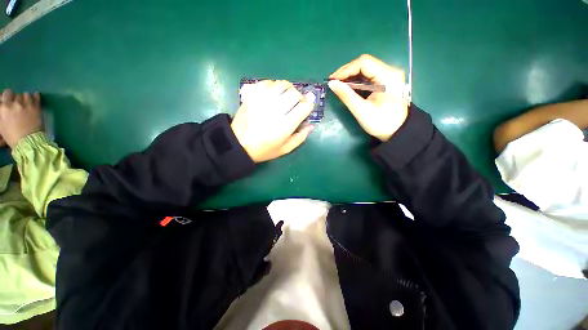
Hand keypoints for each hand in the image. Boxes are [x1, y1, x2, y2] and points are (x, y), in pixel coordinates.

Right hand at [0, 90, 42, 147]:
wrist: (28, 141)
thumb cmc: (12, 136)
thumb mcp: (2, 126)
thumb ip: (2, 114)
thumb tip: (3, 110)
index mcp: (4, 108)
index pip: (4, 95)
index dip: (6, 97)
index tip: (7, 100)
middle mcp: (14, 103)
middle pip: (14, 94)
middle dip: (15, 97)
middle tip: (17, 102)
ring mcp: (26, 104)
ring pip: (25, 94)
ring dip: (25, 97)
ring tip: (25, 102)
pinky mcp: (36, 107)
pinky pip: (36, 97)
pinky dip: (35, 96)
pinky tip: (35, 96)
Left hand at [231, 80, 315, 162]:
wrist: (238, 144)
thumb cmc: (264, 149)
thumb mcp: (285, 149)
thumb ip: (300, 137)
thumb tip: (311, 125)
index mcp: (285, 125)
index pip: (303, 107)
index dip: (309, 104)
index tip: (308, 106)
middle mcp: (275, 110)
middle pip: (294, 93)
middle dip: (300, 97)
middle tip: (297, 103)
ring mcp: (262, 101)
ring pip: (281, 84)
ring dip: (288, 88)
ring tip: (286, 96)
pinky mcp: (251, 96)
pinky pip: (266, 82)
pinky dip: (273, 85)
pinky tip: (274, 92)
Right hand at [328, 54, 408, 140]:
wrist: (397, 131)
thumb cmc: (381, 123)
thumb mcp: (361, 110)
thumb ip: (346, 96)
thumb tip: (332, 84)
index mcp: (388, 76)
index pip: (364, 62)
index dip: (346, 70)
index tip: (333, 80)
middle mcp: (390, 71)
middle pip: (365, 63)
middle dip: (347, 72)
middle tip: (334, 82)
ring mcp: (389, 75)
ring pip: (365, 69)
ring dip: (350, 76)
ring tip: (338, 84)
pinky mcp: (386, 81)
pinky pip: (368, 76)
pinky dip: (356, 80)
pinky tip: (348, 86)